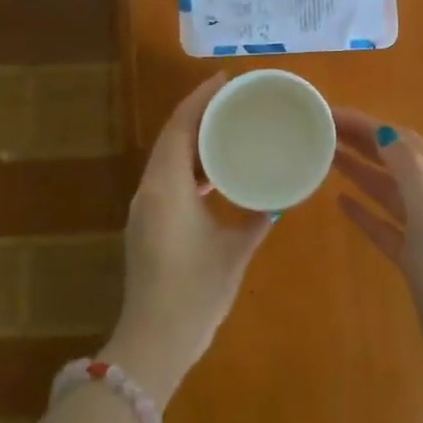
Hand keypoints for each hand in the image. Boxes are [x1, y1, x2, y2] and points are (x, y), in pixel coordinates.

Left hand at [102, 75, 273, 406]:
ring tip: (228, 128)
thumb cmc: (196, 291)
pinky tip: (214, 172)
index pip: (180, 127)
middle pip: (171, 137)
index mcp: (167, 187)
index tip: (226, 80)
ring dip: (193, 140)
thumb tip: (278, 199)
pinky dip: (189, 165)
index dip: (200, 98)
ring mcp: (144, 208)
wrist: (154, 342)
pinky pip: (167, 178)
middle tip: (234, 100)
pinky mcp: (146, 224)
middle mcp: (149, 189)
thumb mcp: (234, 250)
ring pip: (167, 158)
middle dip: (199, 114)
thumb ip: (257, 218)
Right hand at [331, 111, 422, 393]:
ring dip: (360, 172)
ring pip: (388, 191)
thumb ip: (408, 168)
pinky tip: (341, 203)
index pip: (404, 140)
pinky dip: (364, 211)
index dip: (369, 124)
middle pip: (396, 161)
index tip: (333, 115)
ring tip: (327, 158)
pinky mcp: (414, 260)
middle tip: (323, 131)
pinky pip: (384, 225)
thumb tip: (384, 131)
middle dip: (362, 143)